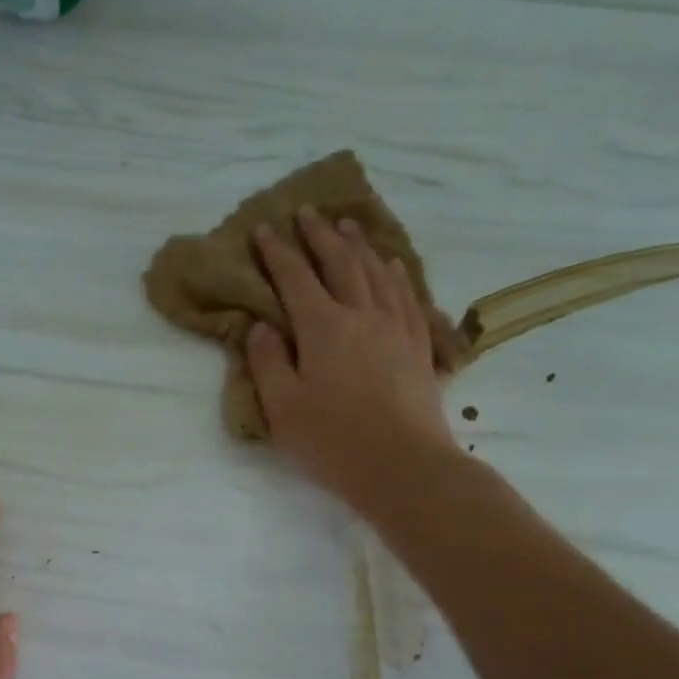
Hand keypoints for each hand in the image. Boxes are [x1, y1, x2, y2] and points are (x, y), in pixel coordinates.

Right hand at [246, 207, 458, 507]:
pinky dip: (393, 272)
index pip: (295, 278)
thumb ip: (267, 362)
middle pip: (340, 262)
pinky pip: (406, 294)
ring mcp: (395, 327)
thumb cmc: (333, 441)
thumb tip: (260, 326)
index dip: (278, 251)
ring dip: (358, 245)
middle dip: (320, 235)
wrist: (403, 465)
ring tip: (347, 224)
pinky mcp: (418, 345)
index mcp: (323, 328)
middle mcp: (362, 315)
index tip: (265, 229)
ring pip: (376, 271)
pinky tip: (390, 265)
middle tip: (307, 212)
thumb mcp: (282, 408)